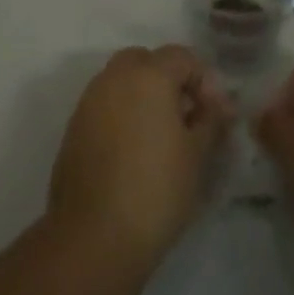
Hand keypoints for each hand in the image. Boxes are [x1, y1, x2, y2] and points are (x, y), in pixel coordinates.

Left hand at [48, 46, 234, 265]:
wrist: (94, 238)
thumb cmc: (156, 190)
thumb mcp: (197, 155)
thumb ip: (210, 120)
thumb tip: (219, 104)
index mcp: (148, 75)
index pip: (182, 56)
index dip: (203, 81)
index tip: (215, 115)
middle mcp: (114, 77)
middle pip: (146, 60)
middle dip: (169, 80)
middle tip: (186, 117)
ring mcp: (89, 101)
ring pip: (121, 81)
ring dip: (143, 96)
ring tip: (161, 136)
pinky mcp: (74, 128)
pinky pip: (104, 105)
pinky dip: (122, 115)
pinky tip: (134, 152)